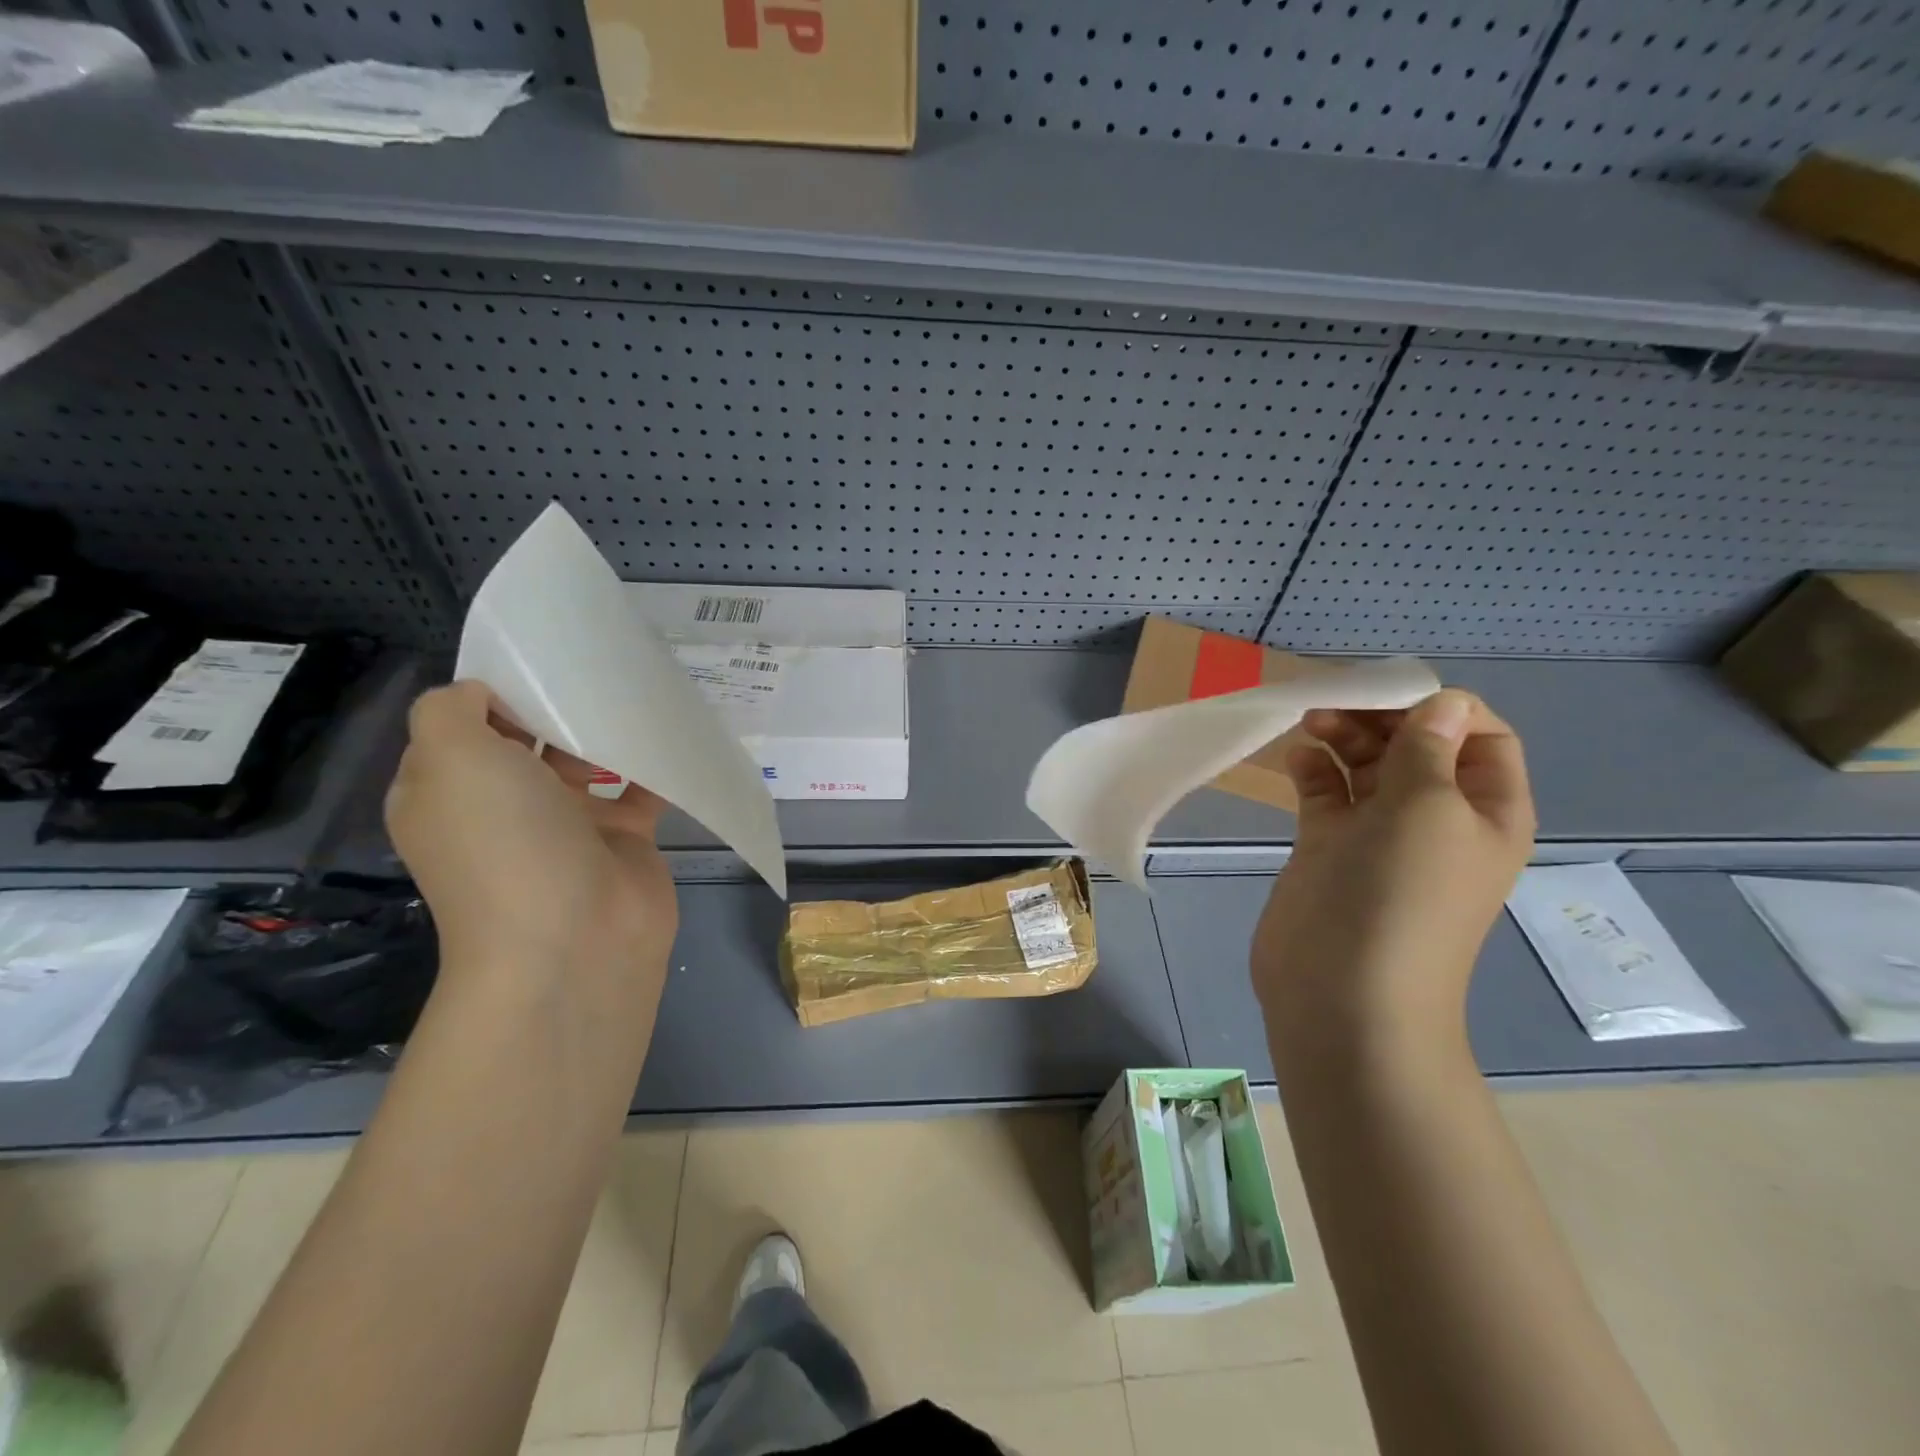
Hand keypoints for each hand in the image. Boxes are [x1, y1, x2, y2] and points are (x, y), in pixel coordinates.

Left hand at [384, 681, 679, 989]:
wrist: (574, 939)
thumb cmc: (505, 841)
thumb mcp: (450, 759)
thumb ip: (449, 711)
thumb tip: (483, 696)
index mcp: (449, 791)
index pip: (464, 727)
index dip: (494, 691)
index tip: (537, 662)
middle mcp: (504, 807)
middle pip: (530, 740)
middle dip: (557, 704)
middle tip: (596, 664)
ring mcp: (567, 826)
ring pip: (587, 761)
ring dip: (607, 729)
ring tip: (638, 685)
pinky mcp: (623, 839)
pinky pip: (639, 788)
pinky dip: (654, 763)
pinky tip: (670, 730)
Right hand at [1251, 689, 1535, 1038]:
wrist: (1342, 989)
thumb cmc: (1399, 894)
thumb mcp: (1428, 809)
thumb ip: (1429, 749)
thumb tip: (1445, 702)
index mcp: (1485, 810)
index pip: (1480, 736)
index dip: (1442, 708)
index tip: (1390, 693)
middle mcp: (1437, 818)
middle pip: (1417, 745)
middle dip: (1382, 717)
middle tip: (1334, 704)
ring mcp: (1380, 834)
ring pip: (1368, 766)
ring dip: (1343, 737)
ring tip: (1309, 723)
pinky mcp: (1330, 847)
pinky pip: (1327, 794)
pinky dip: (1313, 770)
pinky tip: (1296, 759)